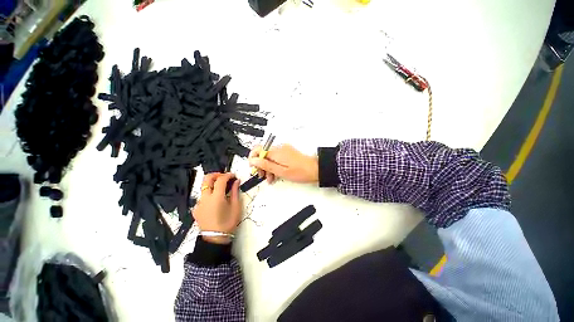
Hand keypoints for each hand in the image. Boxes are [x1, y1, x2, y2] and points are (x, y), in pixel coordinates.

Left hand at [193, 173, 241, 243]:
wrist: (215, 239)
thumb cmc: (228, 222)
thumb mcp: (235, 207)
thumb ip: (235, 192)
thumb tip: (236, 181)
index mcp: (216, 197)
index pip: (220, 180)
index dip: (227, 175)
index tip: (233, 175)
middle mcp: (205, 198)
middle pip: (207, 179)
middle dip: (216, 174)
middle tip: (224, 177)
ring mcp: (198, 203)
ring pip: (203, 187)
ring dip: (212, 184)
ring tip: (221, 188)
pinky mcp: (196, 208)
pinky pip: (202, 196)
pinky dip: (209, 194)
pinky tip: (215, 201)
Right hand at [248, 144, 318, 183]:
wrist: (316, 169)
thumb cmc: (300, 172)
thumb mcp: (281, 171)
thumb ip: (266, 165)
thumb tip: (253, 160)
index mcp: (276, 151)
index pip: (258, 149)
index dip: (253, 158)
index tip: (253, 168)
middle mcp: (279, 148)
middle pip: (263, 154)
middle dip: (260, 165)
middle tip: (262, 175)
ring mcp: (284, 150)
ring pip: (270, 157)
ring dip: (267, 167)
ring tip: (270, 178)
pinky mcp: (288, 153)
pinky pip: (277, 158)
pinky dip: (274, 165)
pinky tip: (275, 174)